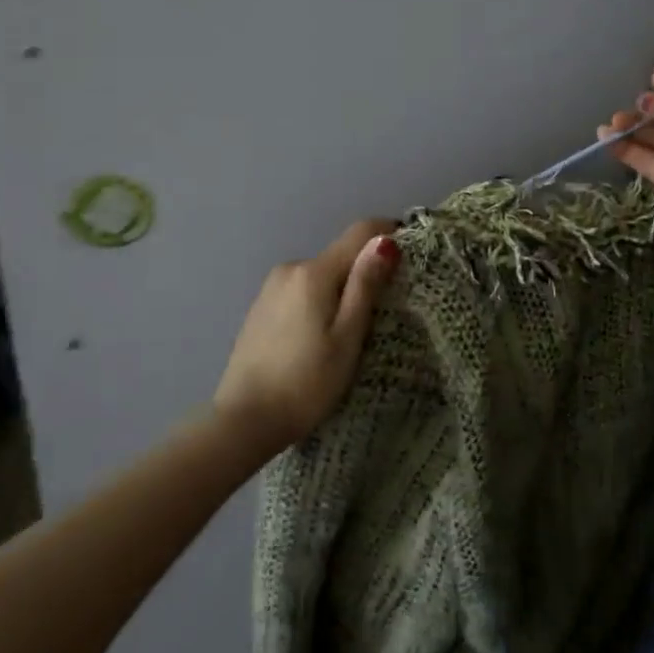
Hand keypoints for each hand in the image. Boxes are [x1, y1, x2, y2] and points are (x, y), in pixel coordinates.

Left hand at [214, 218, 400, 453]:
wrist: (243, 421)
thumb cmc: (306, 382)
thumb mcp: (347, 337)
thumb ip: (365, 285)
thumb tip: (386, 240)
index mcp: (314, 272)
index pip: (361, 232)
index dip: (389, 234)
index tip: (410, 257)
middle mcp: (291, 268)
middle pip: (340, 255)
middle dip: (365, 271)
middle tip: (385, 310)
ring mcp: (271, 287)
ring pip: (320, 275)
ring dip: (341, 289)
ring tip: (352, 331)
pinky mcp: (261, 307)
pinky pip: (302, 291)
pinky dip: (319, 301)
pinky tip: (319, 337)